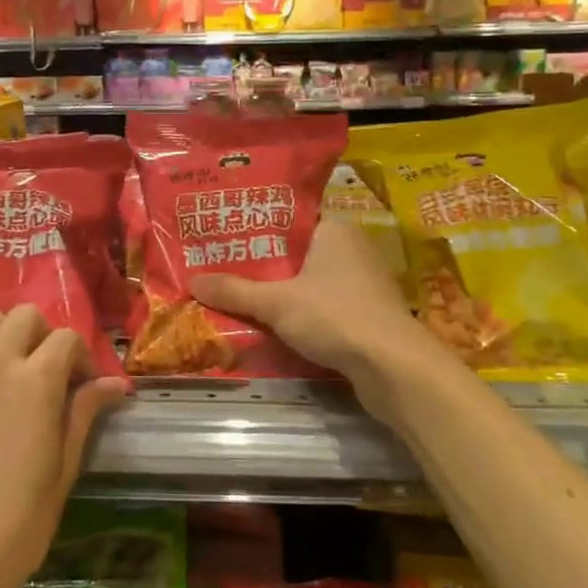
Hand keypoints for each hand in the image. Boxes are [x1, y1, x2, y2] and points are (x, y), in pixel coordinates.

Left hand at [0, 307, 128, 587]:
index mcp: (36, 380)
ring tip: (5, 377)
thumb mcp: (64, 468)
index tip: (81, 386)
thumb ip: (85, 412)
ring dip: (3, 340)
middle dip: (42, 338)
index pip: (67, 338)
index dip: (80, 358)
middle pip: (25, 317)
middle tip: (44, 376)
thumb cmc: (17, 523)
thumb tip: (116, 384)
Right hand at [191, 218, 429, 426]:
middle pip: (295, 253)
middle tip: (221, 269)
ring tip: (238, 296)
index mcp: (334, 229)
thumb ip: (235, 291)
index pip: (287, 220)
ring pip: (309, 282)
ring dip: (280, 292)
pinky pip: (323, 306)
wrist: (395, 367)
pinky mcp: (367, 314)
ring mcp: (363, 283)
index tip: (223, 237)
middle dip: (262, 265)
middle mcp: (351, 248)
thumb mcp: (276, 302)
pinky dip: (300, 313)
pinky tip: (273, 324)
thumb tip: (192, 282)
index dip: (254, 228)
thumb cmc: (335, 316)